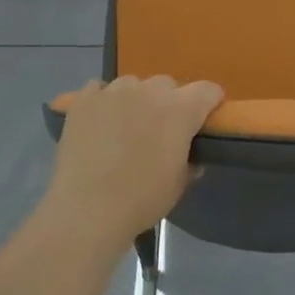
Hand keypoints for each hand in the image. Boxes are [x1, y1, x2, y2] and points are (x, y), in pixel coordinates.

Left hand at [45, 76, 223, 250]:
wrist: (87, 210)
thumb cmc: (141, 199)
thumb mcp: (178, 185)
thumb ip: (189, 162)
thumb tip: (192, 157)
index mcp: (180, 110)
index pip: (208, 90)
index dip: (210, 103)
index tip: (204, 119)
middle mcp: (149, 91)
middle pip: (168, 84)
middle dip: (169, 102)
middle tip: (160, 130)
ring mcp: (114, 91)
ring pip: (133, 84)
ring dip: (136, 100)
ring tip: (126, 126)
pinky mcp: (84, 99)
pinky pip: (100, 89)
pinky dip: (104, 102)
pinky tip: (99, 123)